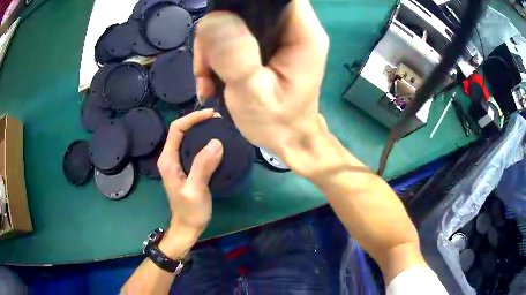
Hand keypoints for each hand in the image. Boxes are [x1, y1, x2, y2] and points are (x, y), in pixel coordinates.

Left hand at [156, 109, 222, 257]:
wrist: (187, 227)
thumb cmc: (190, 211)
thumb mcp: (195, 190)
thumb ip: (202, 166)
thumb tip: (216, 142)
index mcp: (168, 160)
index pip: (176, 129)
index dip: (192, 118)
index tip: (211, 115)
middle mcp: (170, 158)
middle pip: (180, 130)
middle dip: (197, 121)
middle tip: (218, 119)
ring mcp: (177, 163)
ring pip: (187, 138)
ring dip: (201, 129)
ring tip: (219, 126)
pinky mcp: (185, 168)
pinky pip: (193, 148)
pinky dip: (203, 141)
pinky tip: (216, 142)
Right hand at [194, 0, 329, 173]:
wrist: (288, 140)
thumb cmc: (277, 123)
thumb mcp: (252, 94)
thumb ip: (235, 56)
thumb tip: (213, 20)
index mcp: (303, 35)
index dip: (244, 1)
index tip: (219, 19)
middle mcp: (294, 29)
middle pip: (250, 7)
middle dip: (219, 30)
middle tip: (206, 64)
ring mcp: (279, 37)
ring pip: (236, 22)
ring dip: (213, 47)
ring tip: (207, 79)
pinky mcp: (266, 46)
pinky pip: (234, 37)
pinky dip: (217, 55)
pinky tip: (212, 79)